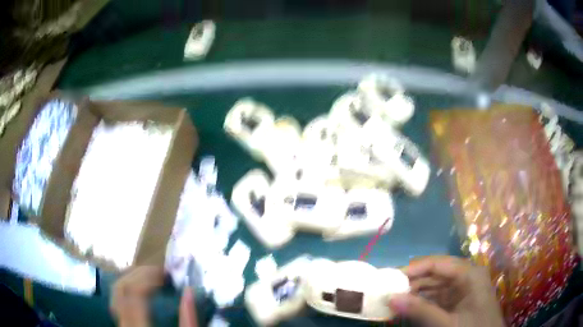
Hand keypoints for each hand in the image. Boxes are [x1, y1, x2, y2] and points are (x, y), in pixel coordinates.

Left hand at [110, 266, 198, 326]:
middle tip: (160, 271)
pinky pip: (118, 299)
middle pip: (122, 288)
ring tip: (151, 276)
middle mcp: (125, 323)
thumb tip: (189, 291)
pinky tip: (140, 288)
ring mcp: (120, 323)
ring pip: (116, 291)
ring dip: (132, 278)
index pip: (135, 294)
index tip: (166, 273)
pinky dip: (127, 287)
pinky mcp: (121, 324)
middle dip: (140, 274)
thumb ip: (189, 319)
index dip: (149, 278)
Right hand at [388, 256, 505, 326]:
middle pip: (436, 274)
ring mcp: (463, 291)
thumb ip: (420, 311)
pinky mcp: (459, 303)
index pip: (439, 263)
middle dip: (413, 282)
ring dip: (416, 294)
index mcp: (469, 274)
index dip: (414, 268)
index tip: (391, 278)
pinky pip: (438, 299)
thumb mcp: (446, 323)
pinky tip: (408, 309)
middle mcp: (467, 278)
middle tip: (389, 292)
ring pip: (435, 287)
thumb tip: (391, 297)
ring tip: (395, 301)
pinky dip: (423, 303)